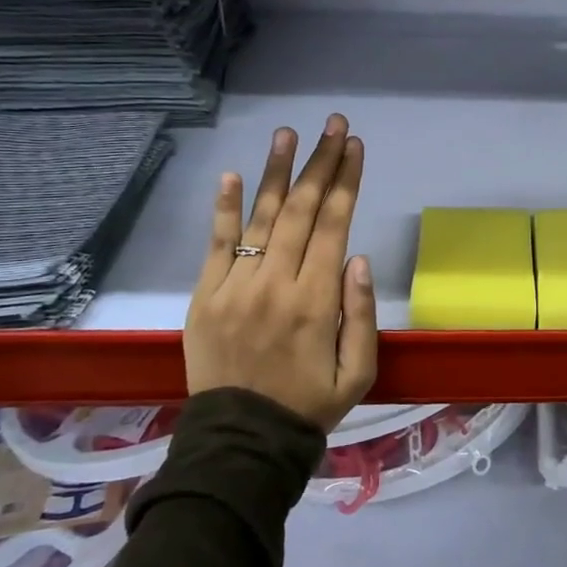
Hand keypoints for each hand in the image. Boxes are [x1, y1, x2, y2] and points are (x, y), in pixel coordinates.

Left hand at [184, 114, 377, 432]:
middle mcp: (275, 284)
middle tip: (333, 125)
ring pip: (262, 218)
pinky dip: (225, 208)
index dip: (346, 181)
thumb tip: (357, 258)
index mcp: (316, 302)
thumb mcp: (358, 372)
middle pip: (302, 210)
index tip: (355, 146)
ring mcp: (235, 287)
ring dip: (277, 172)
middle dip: (321, 163)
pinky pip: (217, 244)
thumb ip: (361, 315)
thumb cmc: (309, 405)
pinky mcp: (205, 296)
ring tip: (289, 133)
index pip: (334, 225)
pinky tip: (235, 174)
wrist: (241, 441)